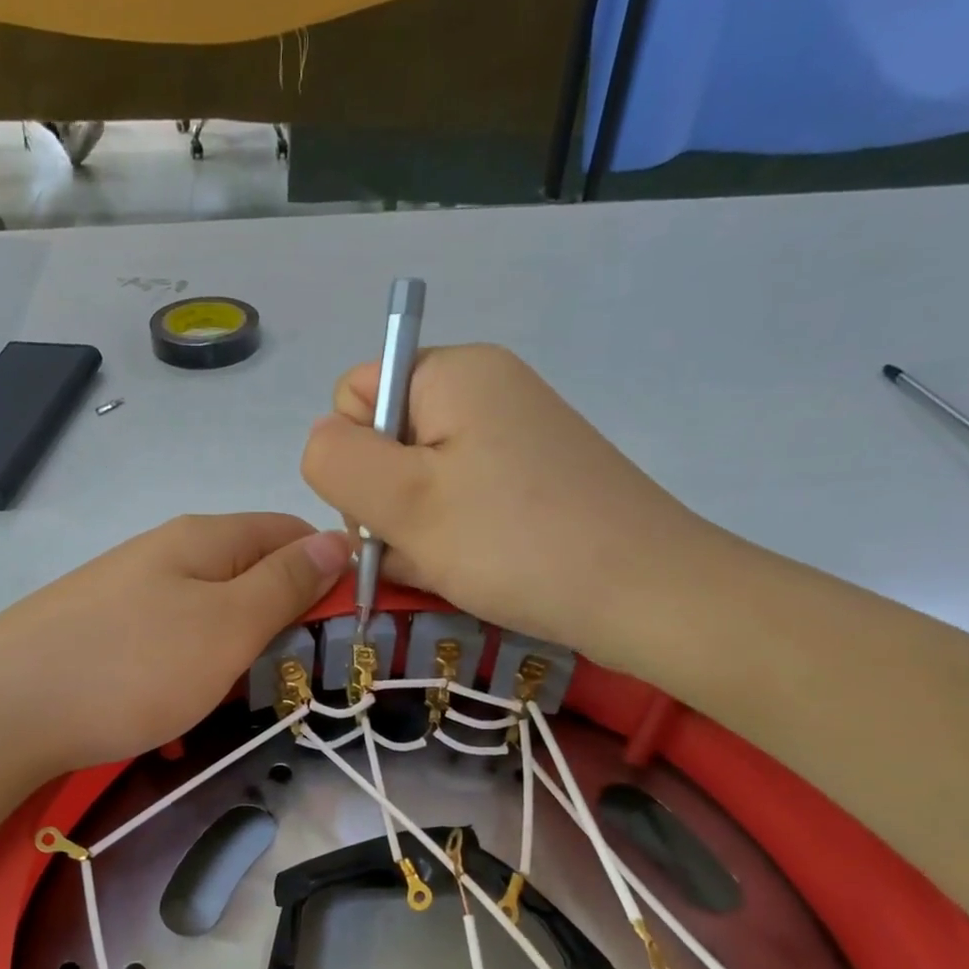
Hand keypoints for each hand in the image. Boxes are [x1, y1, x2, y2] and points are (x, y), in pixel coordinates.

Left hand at [0, 514, 350, 775]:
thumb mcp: (226, 625)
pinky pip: (165, 648)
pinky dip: (186, 678)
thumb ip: (284, 583)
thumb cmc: (131, 668)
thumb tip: (335, 537)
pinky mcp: (97, 634)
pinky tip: (177, 719)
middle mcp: (163, 554)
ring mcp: (125, 593)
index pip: (288, 530)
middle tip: (295, 677)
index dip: (328, 568)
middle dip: (281, 621)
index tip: (350, 624)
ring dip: (234, 657)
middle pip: (247, 573)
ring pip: (207, 616)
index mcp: (202, 539)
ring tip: (237, 704)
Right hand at [301, 343, 716, 667]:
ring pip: (416, 482)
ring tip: (447, 567)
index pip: (352, 396)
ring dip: (412, 530)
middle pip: (384, 441)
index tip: (387, 507)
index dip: (351, 456)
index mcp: (452, 373)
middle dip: (382, 502)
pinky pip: (457, 502)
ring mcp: (510, 437)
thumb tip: (322, 441)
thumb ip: (335, 459)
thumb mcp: (403, 501)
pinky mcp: (529, 481)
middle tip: (419, 546)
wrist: (646, 595)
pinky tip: (465, 571)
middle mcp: (483, 390)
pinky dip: (447, 539)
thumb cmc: (515, 543)